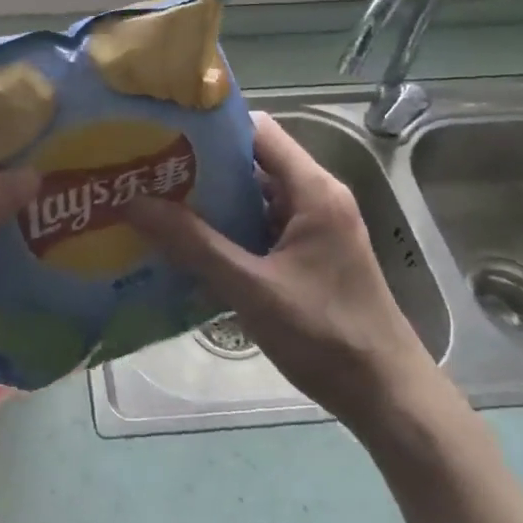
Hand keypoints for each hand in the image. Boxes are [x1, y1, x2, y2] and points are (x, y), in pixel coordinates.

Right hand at [127, 112, 441, 431]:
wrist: (388, 396)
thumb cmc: (325, 335)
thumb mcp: (251, 288)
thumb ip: (193, 244)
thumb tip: (134, 202)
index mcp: (313, 190)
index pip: (258, 130)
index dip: (211, 126)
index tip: (162, 131)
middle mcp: (317, 197)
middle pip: (253, 161)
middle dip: (201, 164)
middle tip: (147, 169)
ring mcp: (315, 227)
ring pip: (255, 195)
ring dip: (212, 199)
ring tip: (156, 200)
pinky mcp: (309, 254)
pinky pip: (262, 225)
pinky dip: (228, 227)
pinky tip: (188, 242)